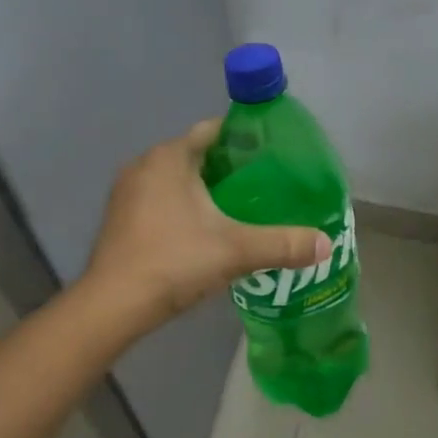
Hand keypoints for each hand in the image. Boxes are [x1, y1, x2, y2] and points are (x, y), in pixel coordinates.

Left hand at [85, 119, 330, 335]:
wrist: (112, 307)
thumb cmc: (173, 261)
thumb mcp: (236, 250)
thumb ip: (283, 244)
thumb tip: (326, 244)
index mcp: (169, 157)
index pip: (213, 130)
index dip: (244, 138)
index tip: (272, 154)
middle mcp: (144, 165)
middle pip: (196, 154)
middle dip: (230, 167)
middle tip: (266, 184)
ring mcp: (127, 192)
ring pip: (177, 178)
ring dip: (206, 188)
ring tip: (242, 207)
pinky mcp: (120, 218)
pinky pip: (161, 198)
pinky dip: (184, 205)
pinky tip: (206, 229)